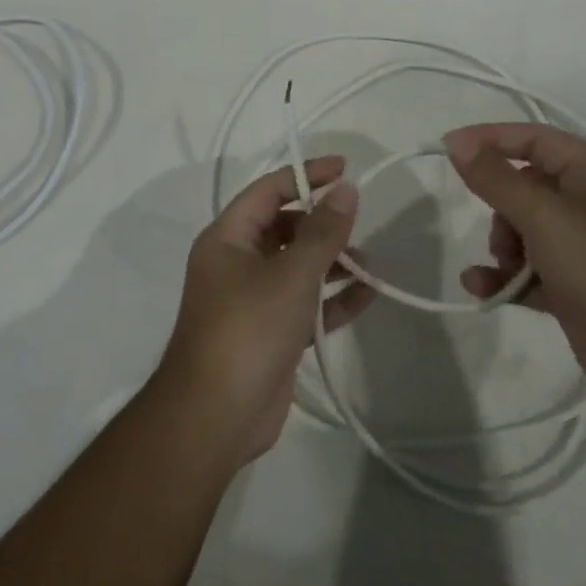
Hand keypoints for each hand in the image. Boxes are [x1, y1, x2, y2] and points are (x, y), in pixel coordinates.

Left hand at [157, 157, 374, 463]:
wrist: (216, 417)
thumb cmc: (249, 329)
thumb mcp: (291, 274)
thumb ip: (323, 231)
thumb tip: (347, 189)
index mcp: (228, 238)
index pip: (270, 190)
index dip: (307, 175)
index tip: (346, 168)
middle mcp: (236, 262)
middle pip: (284, 227)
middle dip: (323, 224)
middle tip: (358, 225)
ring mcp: (252, 299)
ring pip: (297, 267)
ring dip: (332, 262)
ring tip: (369, 264)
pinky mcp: (270, 333)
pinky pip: (304, 303)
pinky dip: (332, 299)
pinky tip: (369, 295)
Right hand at [444, 124, 585, 403]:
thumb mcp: (544, 215)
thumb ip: (495, 178)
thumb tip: (457, 141)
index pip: (535, 139)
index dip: (491, 138)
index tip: (450, 148)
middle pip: (527, 187)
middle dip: (501, 207)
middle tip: (499, 231)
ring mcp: (585, 248)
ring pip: (525, 231)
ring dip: (503, 246)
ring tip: (506, 267)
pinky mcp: (575, 288)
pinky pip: (529, 272)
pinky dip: (506, 277)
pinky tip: (481, 288)